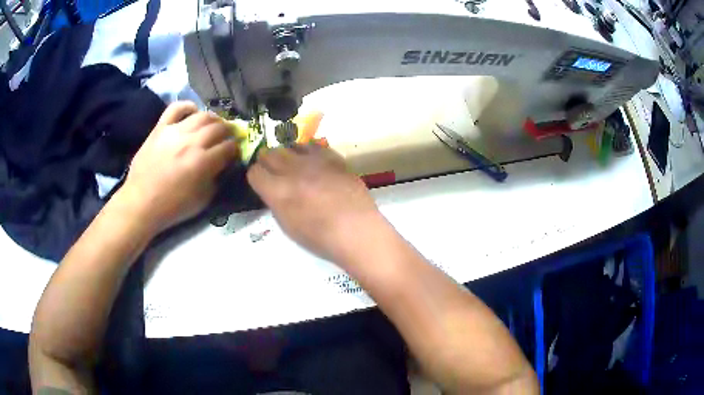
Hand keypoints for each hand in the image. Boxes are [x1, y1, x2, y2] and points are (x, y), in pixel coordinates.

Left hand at [117, 101, 238, 232]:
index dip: (235, 149)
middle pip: (219, 127)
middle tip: (227, 138)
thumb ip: (216, 179)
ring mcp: (175, 132)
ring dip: (213, 119)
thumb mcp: (202, 200)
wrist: (141, 203)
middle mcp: (192, 142)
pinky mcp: (160, 128)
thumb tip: (222, 165)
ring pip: (202, 115)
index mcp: (203, 162)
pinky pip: (176, 108)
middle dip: (228, 132)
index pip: (229, 147)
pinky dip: (187, 107)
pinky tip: (192, 112)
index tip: (234, 154)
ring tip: (213, 126)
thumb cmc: (172, 207)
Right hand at [247, 145, 383, 264]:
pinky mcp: (332, 157)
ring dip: (288, 155)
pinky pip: (314, 145)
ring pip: (290, 146)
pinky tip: (314, 162)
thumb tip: (273, 189)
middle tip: (275, 173)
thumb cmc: (320, 238)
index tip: (262, 183)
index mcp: (277, 190)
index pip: (254, 172)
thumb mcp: (287, 226)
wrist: (356, 230)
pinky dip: (309, 152)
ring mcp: (313, 161)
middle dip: (268, 162)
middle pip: (269, 153)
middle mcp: (291, 170)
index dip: (257, 177)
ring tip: (295, 166)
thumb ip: (276, 202)